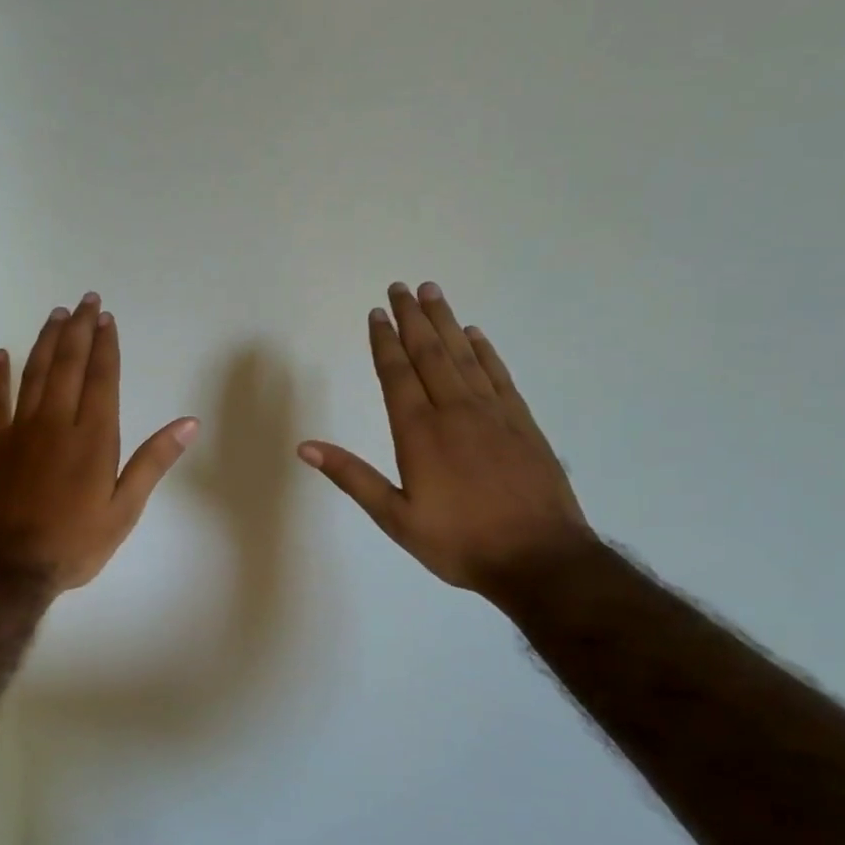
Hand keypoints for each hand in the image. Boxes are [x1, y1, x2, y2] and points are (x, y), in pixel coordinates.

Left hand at [0, 293, 199, 593]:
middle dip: (80, 330)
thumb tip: (188, 423)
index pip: (102, 379)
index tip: (107, 318)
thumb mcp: (124, 510)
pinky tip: (0, 355)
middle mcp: (56, 423)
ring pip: (35, 374)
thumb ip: (153, 462)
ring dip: (47, 342)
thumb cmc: (75, 543)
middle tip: (86, 300)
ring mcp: (20, 431)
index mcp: (93, 438)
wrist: (8, 568)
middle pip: (69, 366)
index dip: (106, 346)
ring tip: (56, 315)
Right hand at [299, 282, 590, 596]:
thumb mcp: (396, 518)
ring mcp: (493, 413)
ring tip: (432, 293)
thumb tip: (306, 447)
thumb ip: (353, 477)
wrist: (539, 557)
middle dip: (412, 319)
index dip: (384, 342)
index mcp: (420, 433)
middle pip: (430, 353)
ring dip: (446, 322)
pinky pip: (498, 374)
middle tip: (401, 287)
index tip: (376, 313)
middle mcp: (455, 411)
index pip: (397, 375)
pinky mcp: (522, 421)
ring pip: (464, 356)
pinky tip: (475, 334)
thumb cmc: (459, 542)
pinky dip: (484, 350)